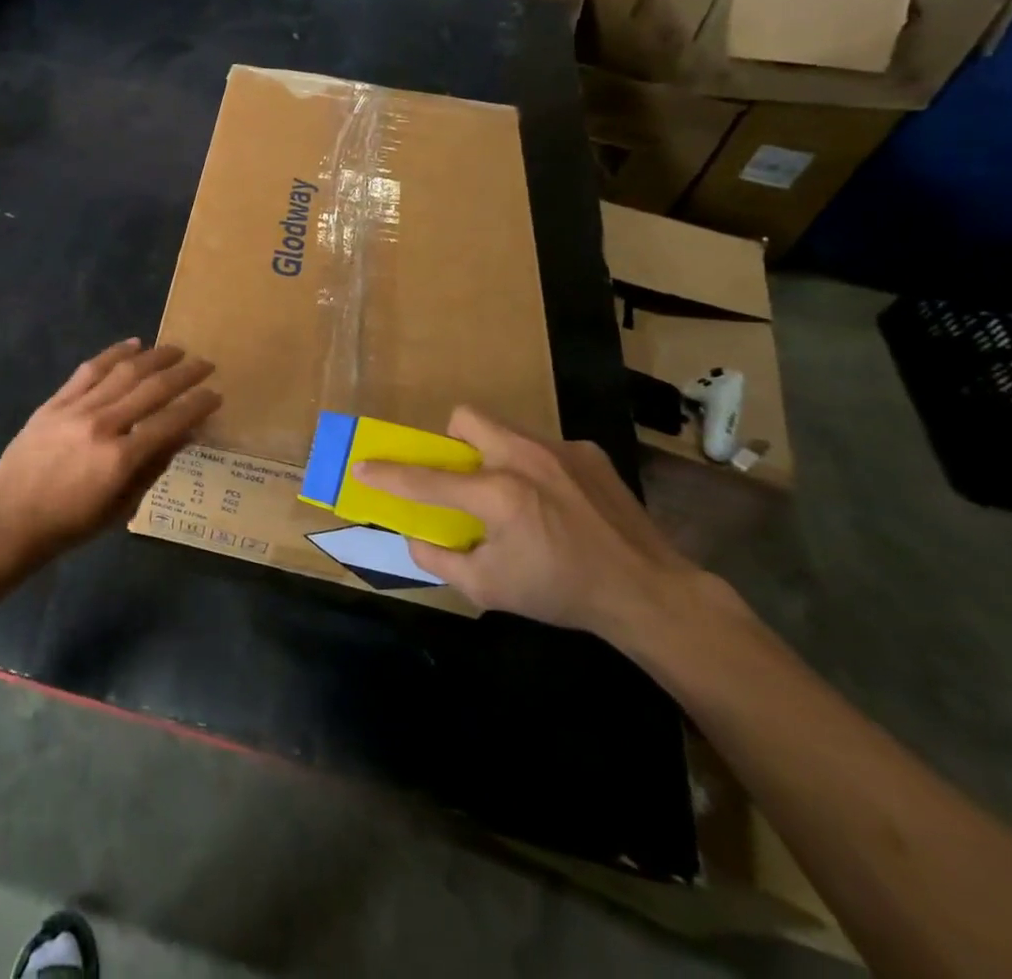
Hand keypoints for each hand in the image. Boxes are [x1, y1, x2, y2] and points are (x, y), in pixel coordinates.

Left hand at [0, 339, 219, 563]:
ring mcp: (76, 409)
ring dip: (154, 357)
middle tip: (205, 364)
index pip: (170, 422)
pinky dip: (114, 353)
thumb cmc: (69, 524)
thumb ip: (153, 468)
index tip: (216, 394)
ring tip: (176, 350)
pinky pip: (90, 370)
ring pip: (123, 371)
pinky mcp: (55, 401)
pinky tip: (133, 345)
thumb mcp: (121, 507)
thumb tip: (183, 435)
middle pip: (152, 389)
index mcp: (121, 459)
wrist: (8, 518)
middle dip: (184, 374)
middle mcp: (102, 425)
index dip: (197, 406)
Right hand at [355, 407, 696, 642]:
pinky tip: (557, 502)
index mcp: (498, 494)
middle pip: (466, 419)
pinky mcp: (588, 453)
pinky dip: (535, 468)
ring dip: (494, 454)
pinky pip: (542, 446)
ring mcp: (560, 450)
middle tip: (463, 477)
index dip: (388, 474)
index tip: (362, 466)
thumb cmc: (562, 592)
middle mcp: (525, 459)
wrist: (649, 593)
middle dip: (452, 441)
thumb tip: (415, 536)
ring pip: (505, 429)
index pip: (427, 479)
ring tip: (515, 495)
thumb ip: (440, 559)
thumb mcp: (489, 589)